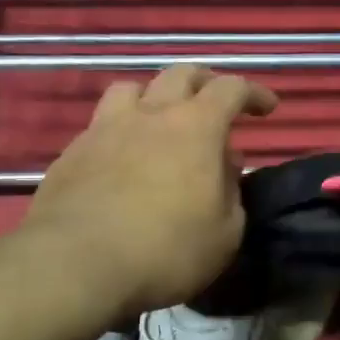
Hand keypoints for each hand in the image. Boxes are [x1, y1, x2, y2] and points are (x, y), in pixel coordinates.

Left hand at [24, 66, 277, 319]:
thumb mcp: (225, 233)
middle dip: (205, 83)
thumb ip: (231, 192)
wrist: (76, 265)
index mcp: (195, 127)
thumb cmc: (166, 250)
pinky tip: (122, 160)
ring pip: (131, 89)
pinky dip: (120, 132)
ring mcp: (104, 129)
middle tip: (216, 105)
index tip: (267, 108)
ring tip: (160, 122)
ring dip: (153, 98)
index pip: (230, 89)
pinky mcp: (72, 153)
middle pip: (180, 74)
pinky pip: (101, 126)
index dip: (253, 93)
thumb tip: (224, 166)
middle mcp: (150, 115)